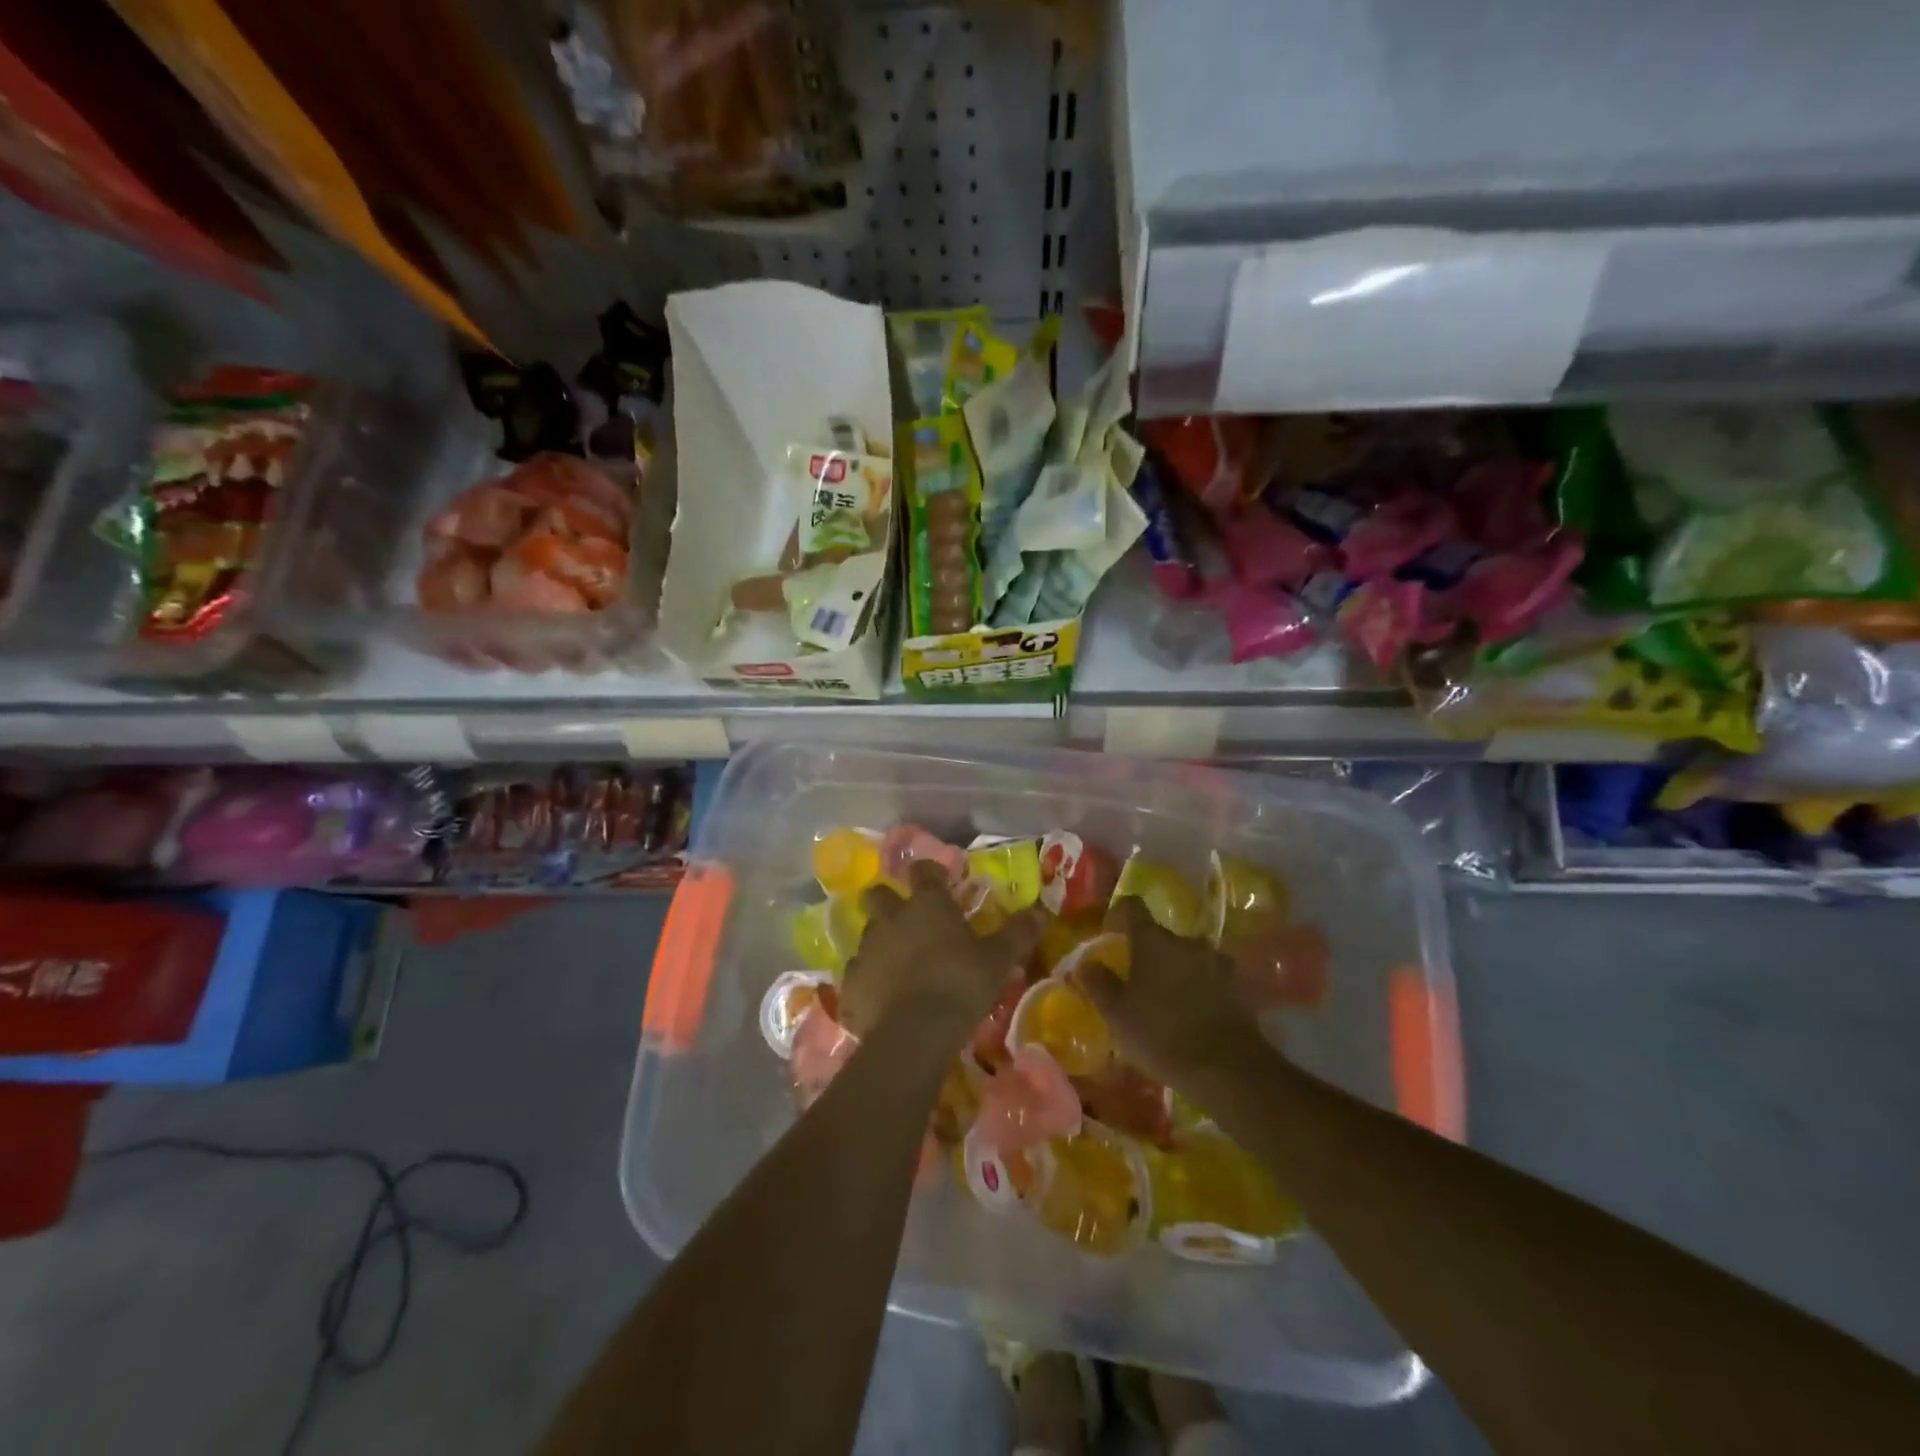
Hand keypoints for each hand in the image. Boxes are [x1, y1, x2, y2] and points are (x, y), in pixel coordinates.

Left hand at [840, 861, 1038, 1040]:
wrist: (916, 1030)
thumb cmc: (961, 982)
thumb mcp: (998, 959)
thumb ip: (1017, 933)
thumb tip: (1040, 912)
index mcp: (927, 904)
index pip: (924, 871)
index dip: (931, 873)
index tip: (940, 881)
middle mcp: (891, 918)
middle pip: (878, 895)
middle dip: (888, 901)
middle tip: (906, 919)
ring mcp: (866, 949)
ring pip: (868, 934)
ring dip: (881, 943)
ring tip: (898, 964)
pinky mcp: (851, 983)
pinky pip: (857, 974)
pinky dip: (869, 981)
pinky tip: (882, 998)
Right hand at [1075, 896, 1275, 1097]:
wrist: (1229, 1069)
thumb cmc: (1162, 1034)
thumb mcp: (1117, 1014)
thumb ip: (1099, 984)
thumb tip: (1087, 963)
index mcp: (1154, 940)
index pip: (1132, 907)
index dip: (1118, 915)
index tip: (1109, 934)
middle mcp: (1187, 941)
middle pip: (1161, 936)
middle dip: (1147, 952)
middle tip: (1136, 980)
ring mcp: (1218, 962)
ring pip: (1187, 958)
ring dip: (1175, 970)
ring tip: (1166, 1000)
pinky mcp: (1238, 987)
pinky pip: (1210, 979)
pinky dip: (1199, 989)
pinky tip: (1192, 1014)